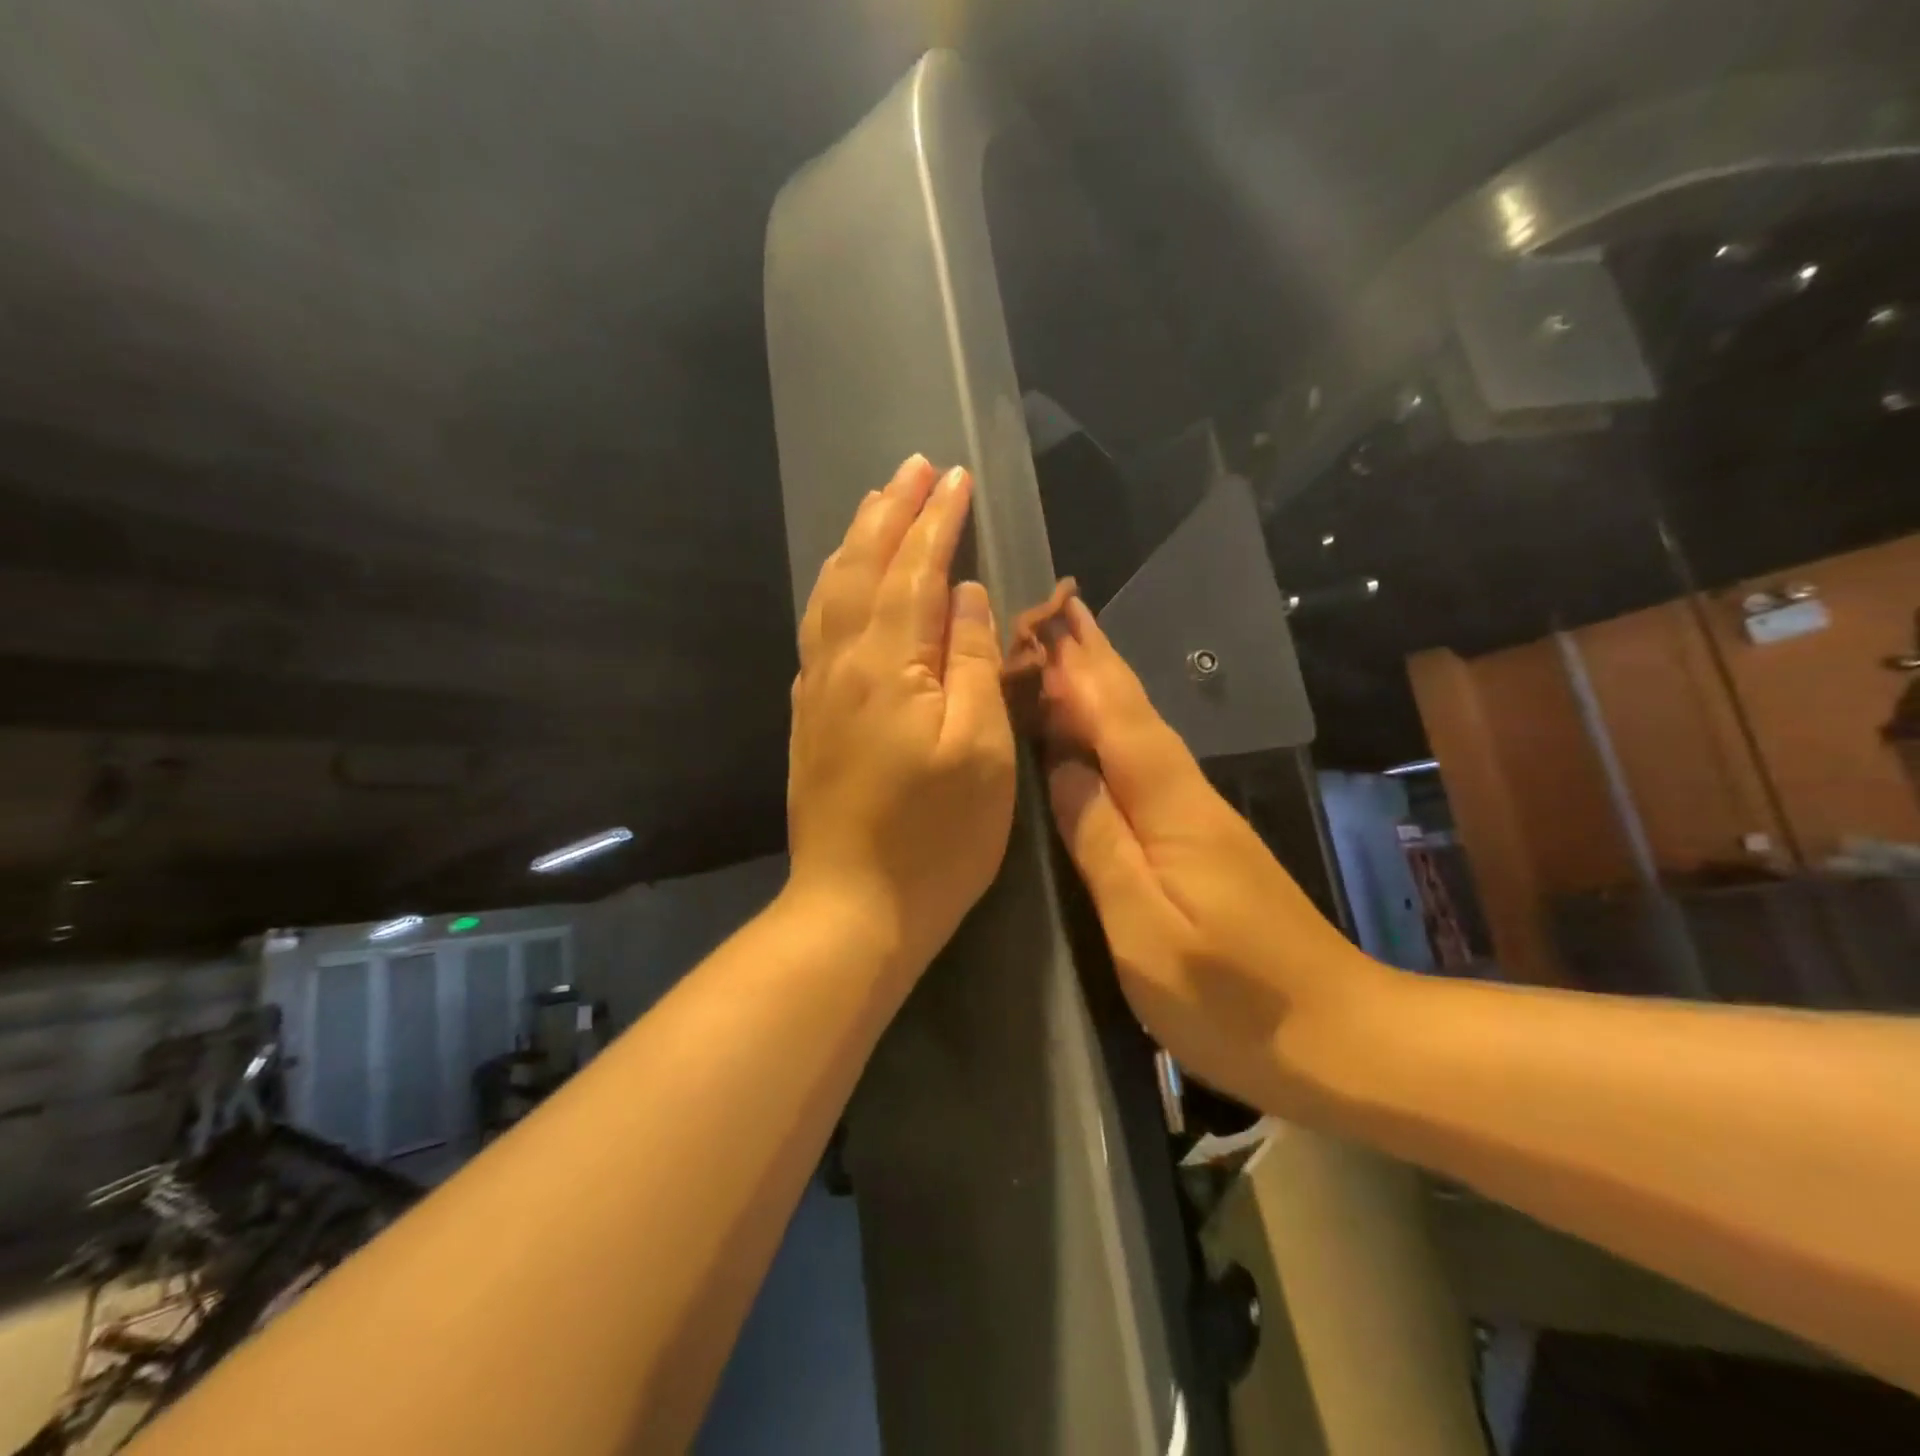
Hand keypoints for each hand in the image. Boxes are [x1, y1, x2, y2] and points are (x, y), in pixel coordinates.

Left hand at [786, 456, 1016, 976]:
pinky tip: (842, 584)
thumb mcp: (981, 751)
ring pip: (830, 593)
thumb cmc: (936, 838)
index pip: (916, 571)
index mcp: (887, 666)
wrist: (854, 908)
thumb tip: (962, 594)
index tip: (954, 476)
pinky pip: (817, 629)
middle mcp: (841, 664)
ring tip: (875, 505)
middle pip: (863, 568)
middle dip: (890, 513)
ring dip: (856, 542)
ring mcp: (817, 691)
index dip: (937, 521)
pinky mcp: (809, 717)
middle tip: (912, 467)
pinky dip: (832, 588)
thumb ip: (970, 662)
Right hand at [1040, 599, 1385, 1110]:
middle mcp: (1188, 795)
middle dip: (1093, 661)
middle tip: (1054, 615)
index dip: (1079, 667)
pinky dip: (1118, 735)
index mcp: (1170, 806)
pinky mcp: (1207, 843)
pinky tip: (1102, 738)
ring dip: (1104, 690)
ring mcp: (1202, 818)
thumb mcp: (1144, 929)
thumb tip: (1061, 767)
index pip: (1116, 716)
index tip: (1047, 618)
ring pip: (1143, 734)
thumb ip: (1099, 842)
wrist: (1343, 1036)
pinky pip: (1148, 767)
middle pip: (1134, 712)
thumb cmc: (1232, 997)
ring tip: (1065, 658)